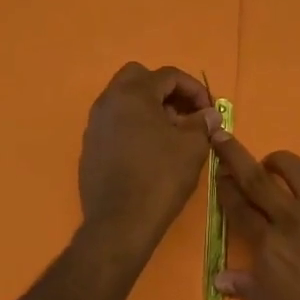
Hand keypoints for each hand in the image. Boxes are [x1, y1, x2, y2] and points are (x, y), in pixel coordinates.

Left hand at [77, 62, 217, 253]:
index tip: (209, 111)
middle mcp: (108, 101)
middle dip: (165, 91)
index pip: (168, 75)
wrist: (119, 224)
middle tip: (184, 114)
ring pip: (124, 100)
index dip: (194, 89)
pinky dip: (134, 126)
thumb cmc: (159, 178)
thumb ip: (202, 123)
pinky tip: (149, 152)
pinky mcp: (90, 147)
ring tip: (170, 135)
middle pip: (139, 78)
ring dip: (149, 108)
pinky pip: (115, 123)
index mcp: (133, 93)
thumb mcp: (191, 147)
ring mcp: (95, 124)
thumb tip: (208, 114)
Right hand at [212, 133, 299, 299]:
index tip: (218, 175)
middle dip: (234, 154)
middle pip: (256, 178)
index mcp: (267, 247)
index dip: (224, 188)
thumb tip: (222, 277)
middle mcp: (291, 220)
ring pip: (297, 170)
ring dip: (279, 161)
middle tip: (222, 135)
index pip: (237, 207)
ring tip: (273, 164)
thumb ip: (249, 292)